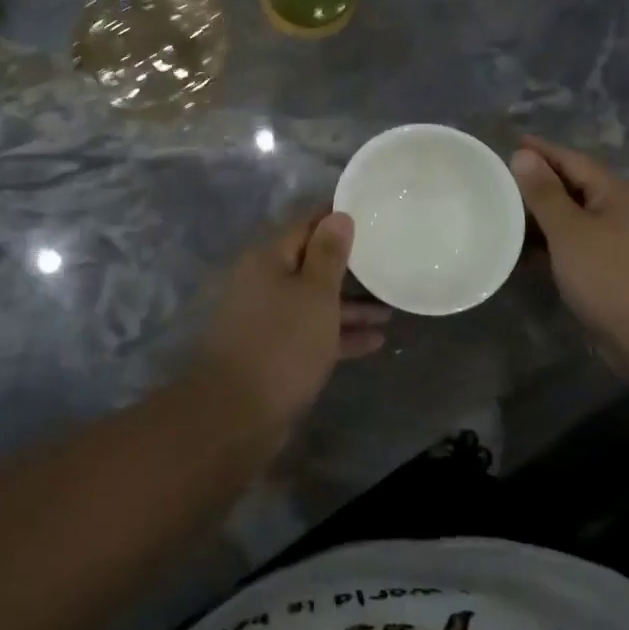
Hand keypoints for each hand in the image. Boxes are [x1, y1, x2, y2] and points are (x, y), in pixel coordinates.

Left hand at [190, 210, 390, 442]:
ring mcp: (267, 320)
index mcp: (268, 259)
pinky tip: (375, 341)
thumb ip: (329, 254)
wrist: (237, 414)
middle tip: (385, 261)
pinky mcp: (273, 352)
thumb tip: (337, 215)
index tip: (369, 214)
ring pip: (314, 302)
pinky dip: (339, 334)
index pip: (306, 226)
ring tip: (390, 308)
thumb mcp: (315, 293)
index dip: (336, 219)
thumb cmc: (283, 342)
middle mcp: (263, 283)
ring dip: (349, 306)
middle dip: (348, 267)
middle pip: (310, 265)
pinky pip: (311, 333)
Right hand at [510, 136, 628, 372]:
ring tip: (506, 211)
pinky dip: (552, 242)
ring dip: (543, 214)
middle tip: (502, 178)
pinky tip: (525, 249)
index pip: (572, 160)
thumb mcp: (569, 230)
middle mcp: (621, 211)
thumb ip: (544, 192)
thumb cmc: (608, 275)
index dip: (541, 151)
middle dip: (539, 181)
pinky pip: (576, 244)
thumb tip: (523, 155)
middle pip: (574, 186)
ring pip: (574, 217)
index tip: (511, 142)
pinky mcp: (611, 268)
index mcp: (616, 193)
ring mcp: (618, 241)